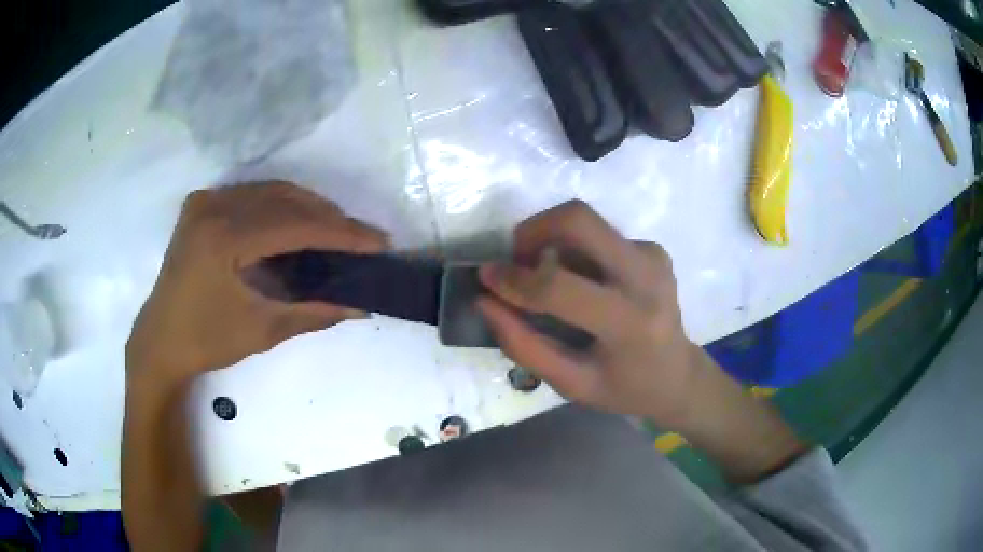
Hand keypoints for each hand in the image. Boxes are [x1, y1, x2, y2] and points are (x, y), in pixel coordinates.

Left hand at [126, 182, 386, 383]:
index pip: (294, 224)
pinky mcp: (201, 205)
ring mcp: (205, 201)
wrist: (161, 341)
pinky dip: (280, 205)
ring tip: (336, 231)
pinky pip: (251, 195)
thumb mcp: (263, 329)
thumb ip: (314, 312)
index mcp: (224, 237)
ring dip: (307, 208)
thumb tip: (361, 306)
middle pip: (285, 199)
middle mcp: (214, 206)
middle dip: (329, 217)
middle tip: (362, 238)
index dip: (341, 233)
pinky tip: (297, 224)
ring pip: (270, 191)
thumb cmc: (207, 341)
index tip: (378, 242)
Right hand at [477, 200, 703, 429]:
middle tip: (516, 259)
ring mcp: (653, 257)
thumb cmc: (624, 388)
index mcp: (629, 322)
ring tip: (547, 279)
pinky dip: (576, 252)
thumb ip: (524, 345)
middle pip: (579, 220)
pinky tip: (582, 284)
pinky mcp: (653, 249)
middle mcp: (646, 277)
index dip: (514, 279)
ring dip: (553, 241)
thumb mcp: (570, 384)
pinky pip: (600, 235)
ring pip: (587, 222)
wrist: (679, 375)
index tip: (486, 276)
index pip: (560, 286)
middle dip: (533, 230)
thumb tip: (486, 302)